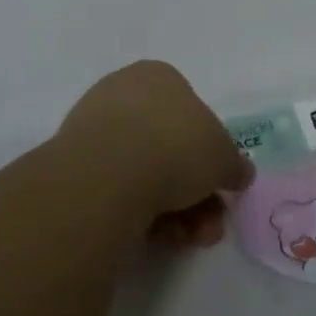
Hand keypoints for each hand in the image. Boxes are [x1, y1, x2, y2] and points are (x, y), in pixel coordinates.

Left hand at [55, 61, 253, 245]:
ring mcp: (95, 132)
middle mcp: (123, 96)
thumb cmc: (175, 146)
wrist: (108, 176)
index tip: (222, 182)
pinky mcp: (75, 169)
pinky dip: (144, 215)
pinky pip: (121, 192)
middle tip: (212, 223)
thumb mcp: (224, 156)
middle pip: (170, 148)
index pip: (191, 110)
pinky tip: (159, 236)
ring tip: (192, 238)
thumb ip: (234, 164)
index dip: (211, 150)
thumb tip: (239, 173)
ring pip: (147, 174)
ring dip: (178, 211)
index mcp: (158, 76)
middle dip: (197, 192)